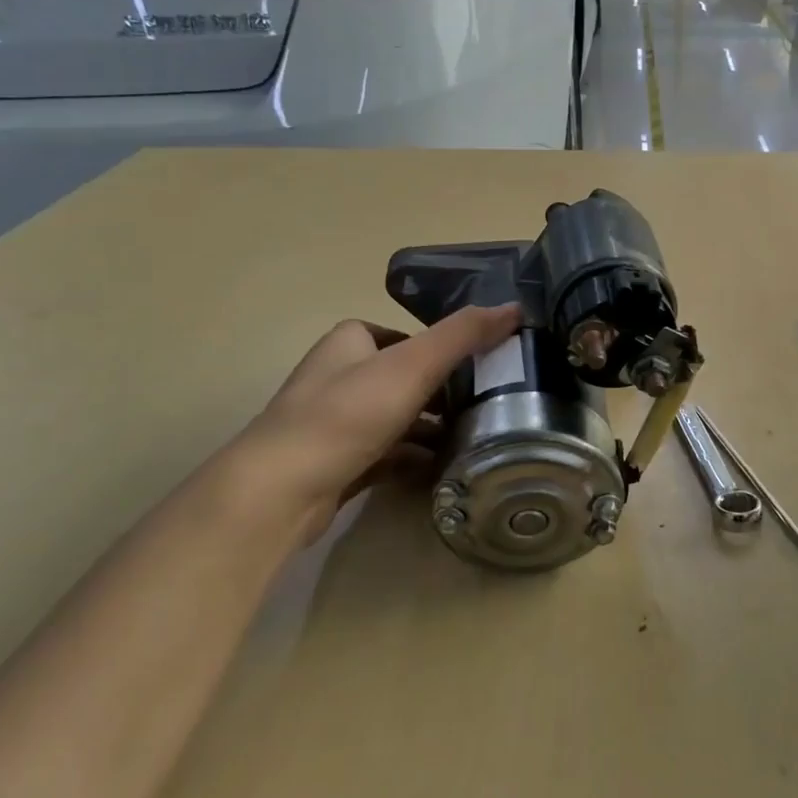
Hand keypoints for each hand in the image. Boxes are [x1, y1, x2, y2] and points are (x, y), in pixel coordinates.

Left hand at [237, 304, 521, 542]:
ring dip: (428, 429)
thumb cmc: (347, 414)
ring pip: (394, 419)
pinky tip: (440, 470)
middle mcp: (337, 377)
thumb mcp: (414, 365)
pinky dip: (412, 458)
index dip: (438, 349)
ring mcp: (332, 424)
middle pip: (401, 378)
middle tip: (481, 408)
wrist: (283, 490)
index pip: (402, 336)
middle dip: (439, 393)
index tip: (475, 369)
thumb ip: (463, 335)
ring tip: (470, 440)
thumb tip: (514, 307)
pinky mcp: (334, 464)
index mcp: (349, 342)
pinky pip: (384, 455)